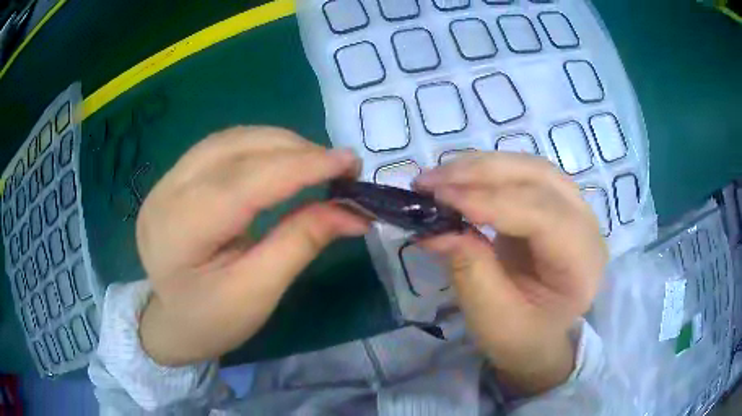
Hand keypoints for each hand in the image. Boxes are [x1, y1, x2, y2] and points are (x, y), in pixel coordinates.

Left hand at [136, 126, 368, 366]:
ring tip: (313, 161)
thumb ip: (301, 243)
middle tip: (338, 166)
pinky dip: (257, 146)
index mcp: (183, 228)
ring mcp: (166, 180)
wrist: (169, 324)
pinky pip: (220, 147)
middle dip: (295, 150)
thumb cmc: (210, 322)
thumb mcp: (257, 293)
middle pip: (237, 148)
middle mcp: (167, 191)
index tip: (351, 163)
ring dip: (278, 143)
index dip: (303, 166)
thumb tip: (352, 212)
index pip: (248, 180)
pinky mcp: (172, 179)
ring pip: (229, 139)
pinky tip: (278, 159)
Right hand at [414, 153, 607, 395]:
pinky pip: (522, 173)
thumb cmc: (521, 336)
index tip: (439, 199)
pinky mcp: (554, 201)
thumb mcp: (492, 318)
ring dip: (480, 166)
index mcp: (582, 263)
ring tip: (437, 177)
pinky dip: (486, 170)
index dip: (491, 202)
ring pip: (529, 167)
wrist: (539, 335)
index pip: (543, 216)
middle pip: (539, 178)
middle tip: (429, 182)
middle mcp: (586, 224)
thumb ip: (469, 271)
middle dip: (481, 174)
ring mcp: (573, 207)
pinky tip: (458, 177)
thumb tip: (435, 229)